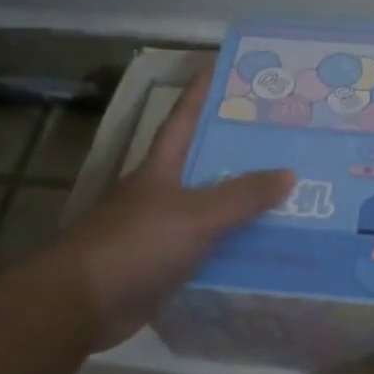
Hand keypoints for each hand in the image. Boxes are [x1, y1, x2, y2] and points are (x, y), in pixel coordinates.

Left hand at [47, 69, 292, 350]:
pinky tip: (264, 248)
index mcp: (161, 168)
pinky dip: (233, 247)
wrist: (83, 304)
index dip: (202, 94)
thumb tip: (289, 173)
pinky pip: (208, 249)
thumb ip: (242, 196)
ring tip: (288, 195)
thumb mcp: (195, 215)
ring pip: (210, 209)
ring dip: (241, 205)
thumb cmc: (136, 244)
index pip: (184, 120)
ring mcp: (161, 230)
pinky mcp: (165, 266)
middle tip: (283, 141)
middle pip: (204, 164)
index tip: (224, 69)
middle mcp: (161, 193)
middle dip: (239, 151)